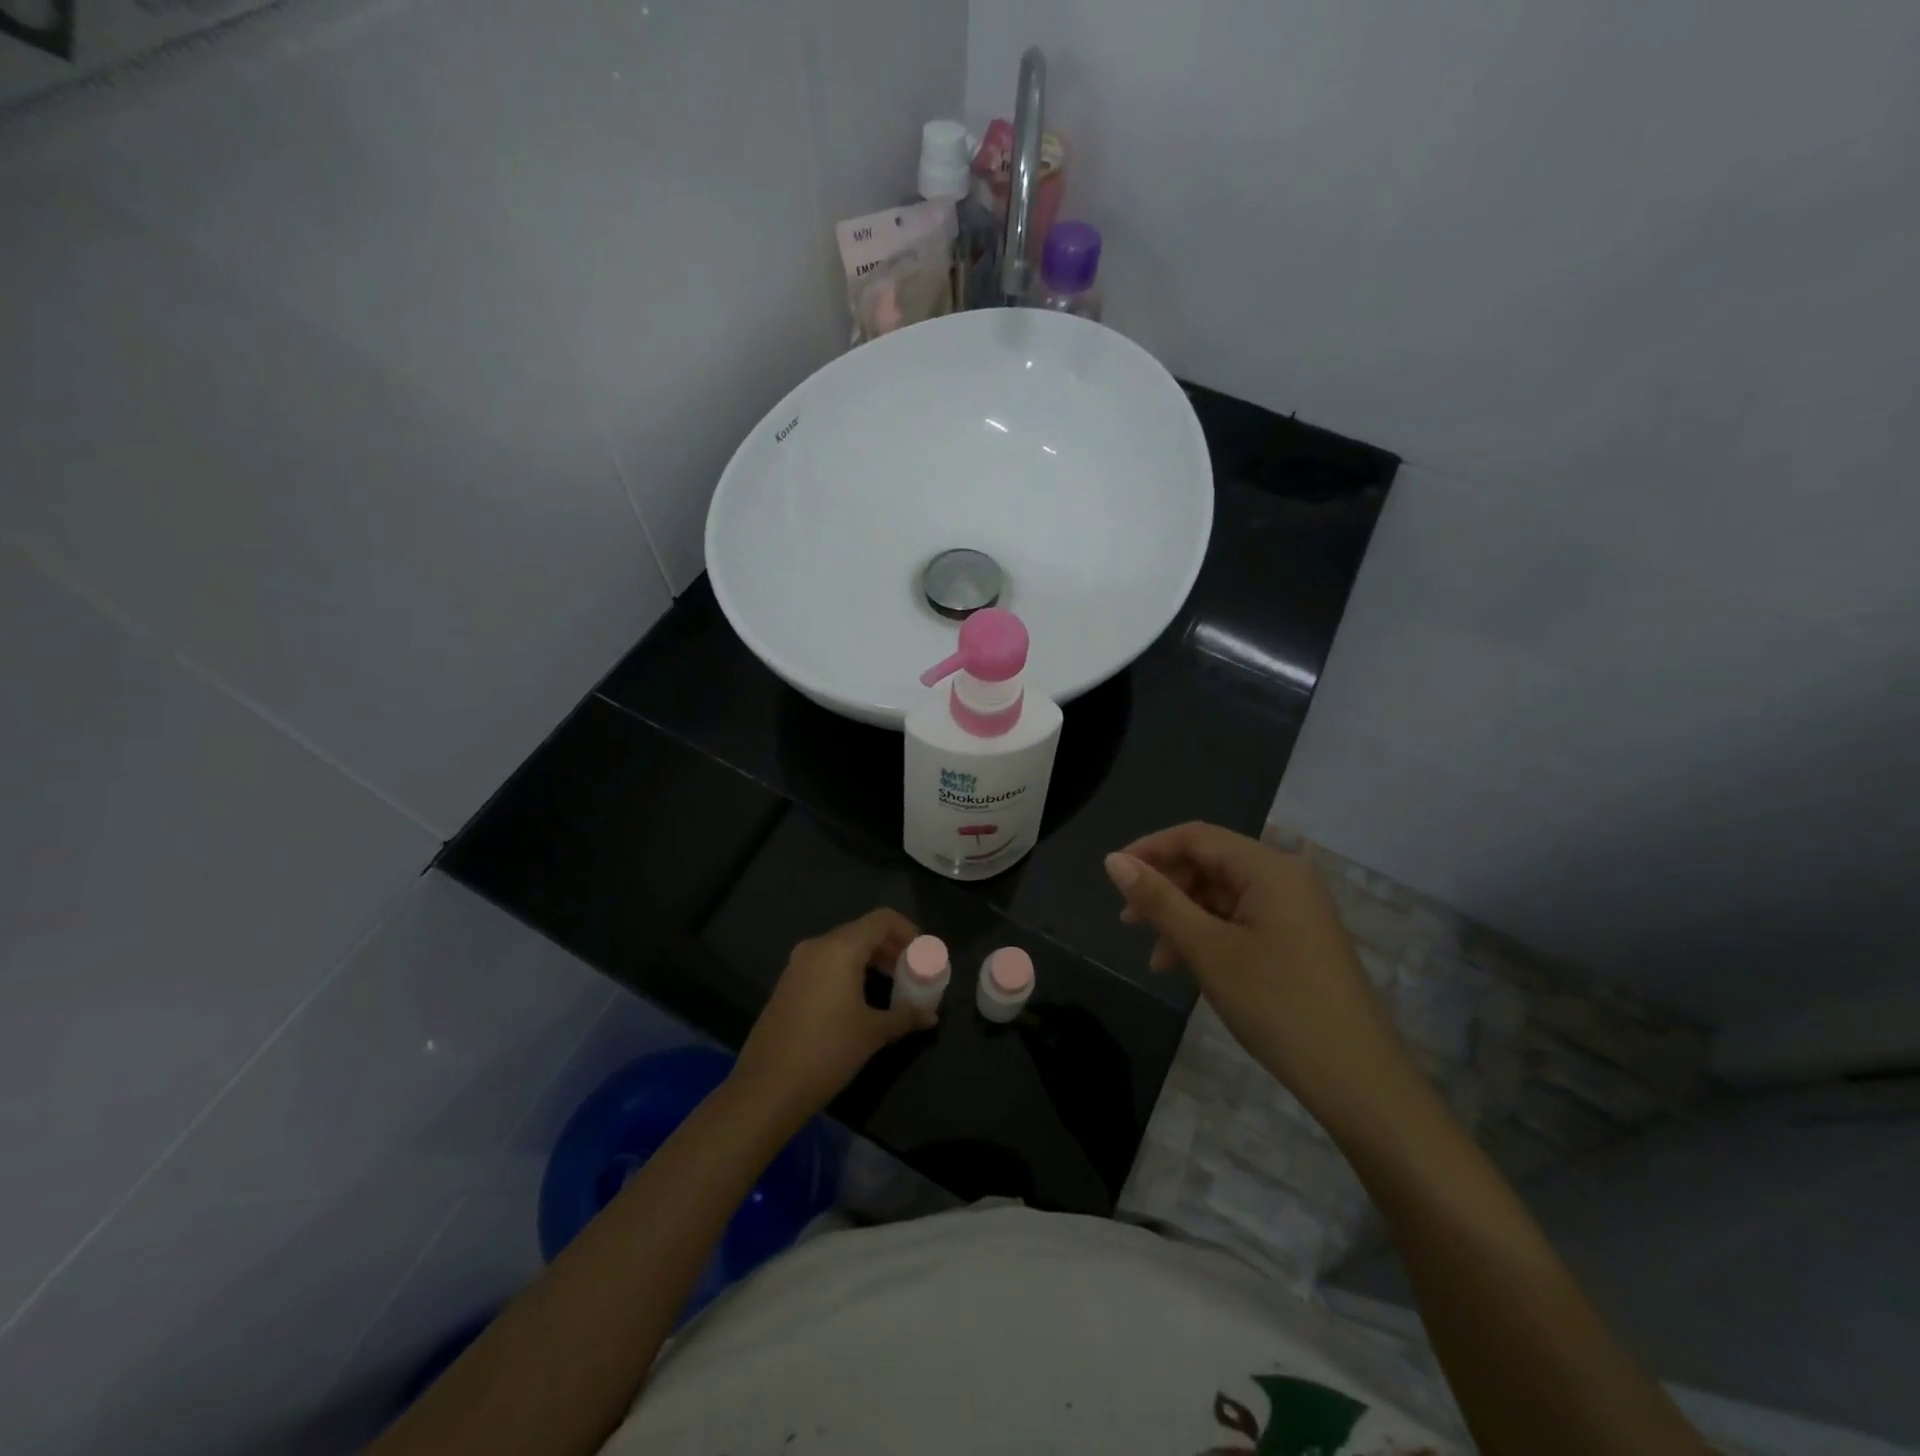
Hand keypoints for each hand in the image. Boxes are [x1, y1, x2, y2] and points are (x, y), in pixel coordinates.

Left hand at [732, 908, 934, 1120]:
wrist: (767, 1088)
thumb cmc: (827, 1052)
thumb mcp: (873, 1033)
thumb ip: (905, 1016)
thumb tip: (931, 1016)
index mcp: (840, 948)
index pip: (882, 920)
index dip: (908, 931)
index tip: (923, 955)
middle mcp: (817, 946)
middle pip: (863, 931)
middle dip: (891, 947)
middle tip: (912, 971)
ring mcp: (798, 964)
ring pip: (843, 947)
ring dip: (871, 959)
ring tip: (892, 985)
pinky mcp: (787, 983)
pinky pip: (826, 962)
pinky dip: (849, 969)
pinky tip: (860, 998)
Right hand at [1104, 822, 1407, 1119]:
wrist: (1357, 1079)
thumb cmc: (1276, 1004)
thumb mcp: (1206, 949)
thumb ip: (1158, 900)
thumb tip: (1113, 861)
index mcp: (1269, 868)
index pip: (1196, 837)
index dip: (1149, 849)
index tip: (1111, 874)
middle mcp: (1286, 877)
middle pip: (1210, 864)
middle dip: (1166, 889)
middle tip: (1129, 923)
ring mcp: (1297, 909)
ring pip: (1224, 896)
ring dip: (1184, 918)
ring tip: (1157, 959)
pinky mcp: (1300, 938)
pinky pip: (1243, 919)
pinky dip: (1210, 935)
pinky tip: (1190, 966)